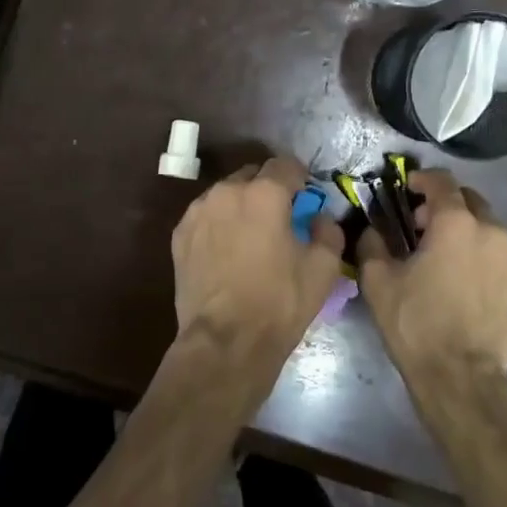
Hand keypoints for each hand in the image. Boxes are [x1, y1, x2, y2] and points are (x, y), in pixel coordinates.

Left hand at [172, 157, 343, 361]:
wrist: (225, 341)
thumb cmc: (279, 303)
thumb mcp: (323, 269)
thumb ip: (328, 231)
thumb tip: (319, 218)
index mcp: (265, 193)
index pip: (286, 164)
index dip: (300, 177)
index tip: (305, 197)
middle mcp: (227, 191)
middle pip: (253, 175)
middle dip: (268, 189)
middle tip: (280, 218)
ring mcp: (198, 211)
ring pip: (226, 194)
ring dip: (241, 205)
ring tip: (250, 236)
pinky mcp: (179, 234)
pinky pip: (206, 216)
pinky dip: (219, 223)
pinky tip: (226, 250)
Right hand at [358, 169, 506, 381]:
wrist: (461, 376)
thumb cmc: (416, 323)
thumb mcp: (378, 281)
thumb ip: (372, 243)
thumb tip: (372, 229)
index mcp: (456, 223)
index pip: (442, 181)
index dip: (422, 178)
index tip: (407, 188)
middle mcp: (491, 231)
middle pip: (469, 200)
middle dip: (444, 204)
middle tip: (421, 225)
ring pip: (487, 227)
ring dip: (464, 229)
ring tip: (443, 255)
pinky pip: (498, 255)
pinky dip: (480, 254)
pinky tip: (463, 279)